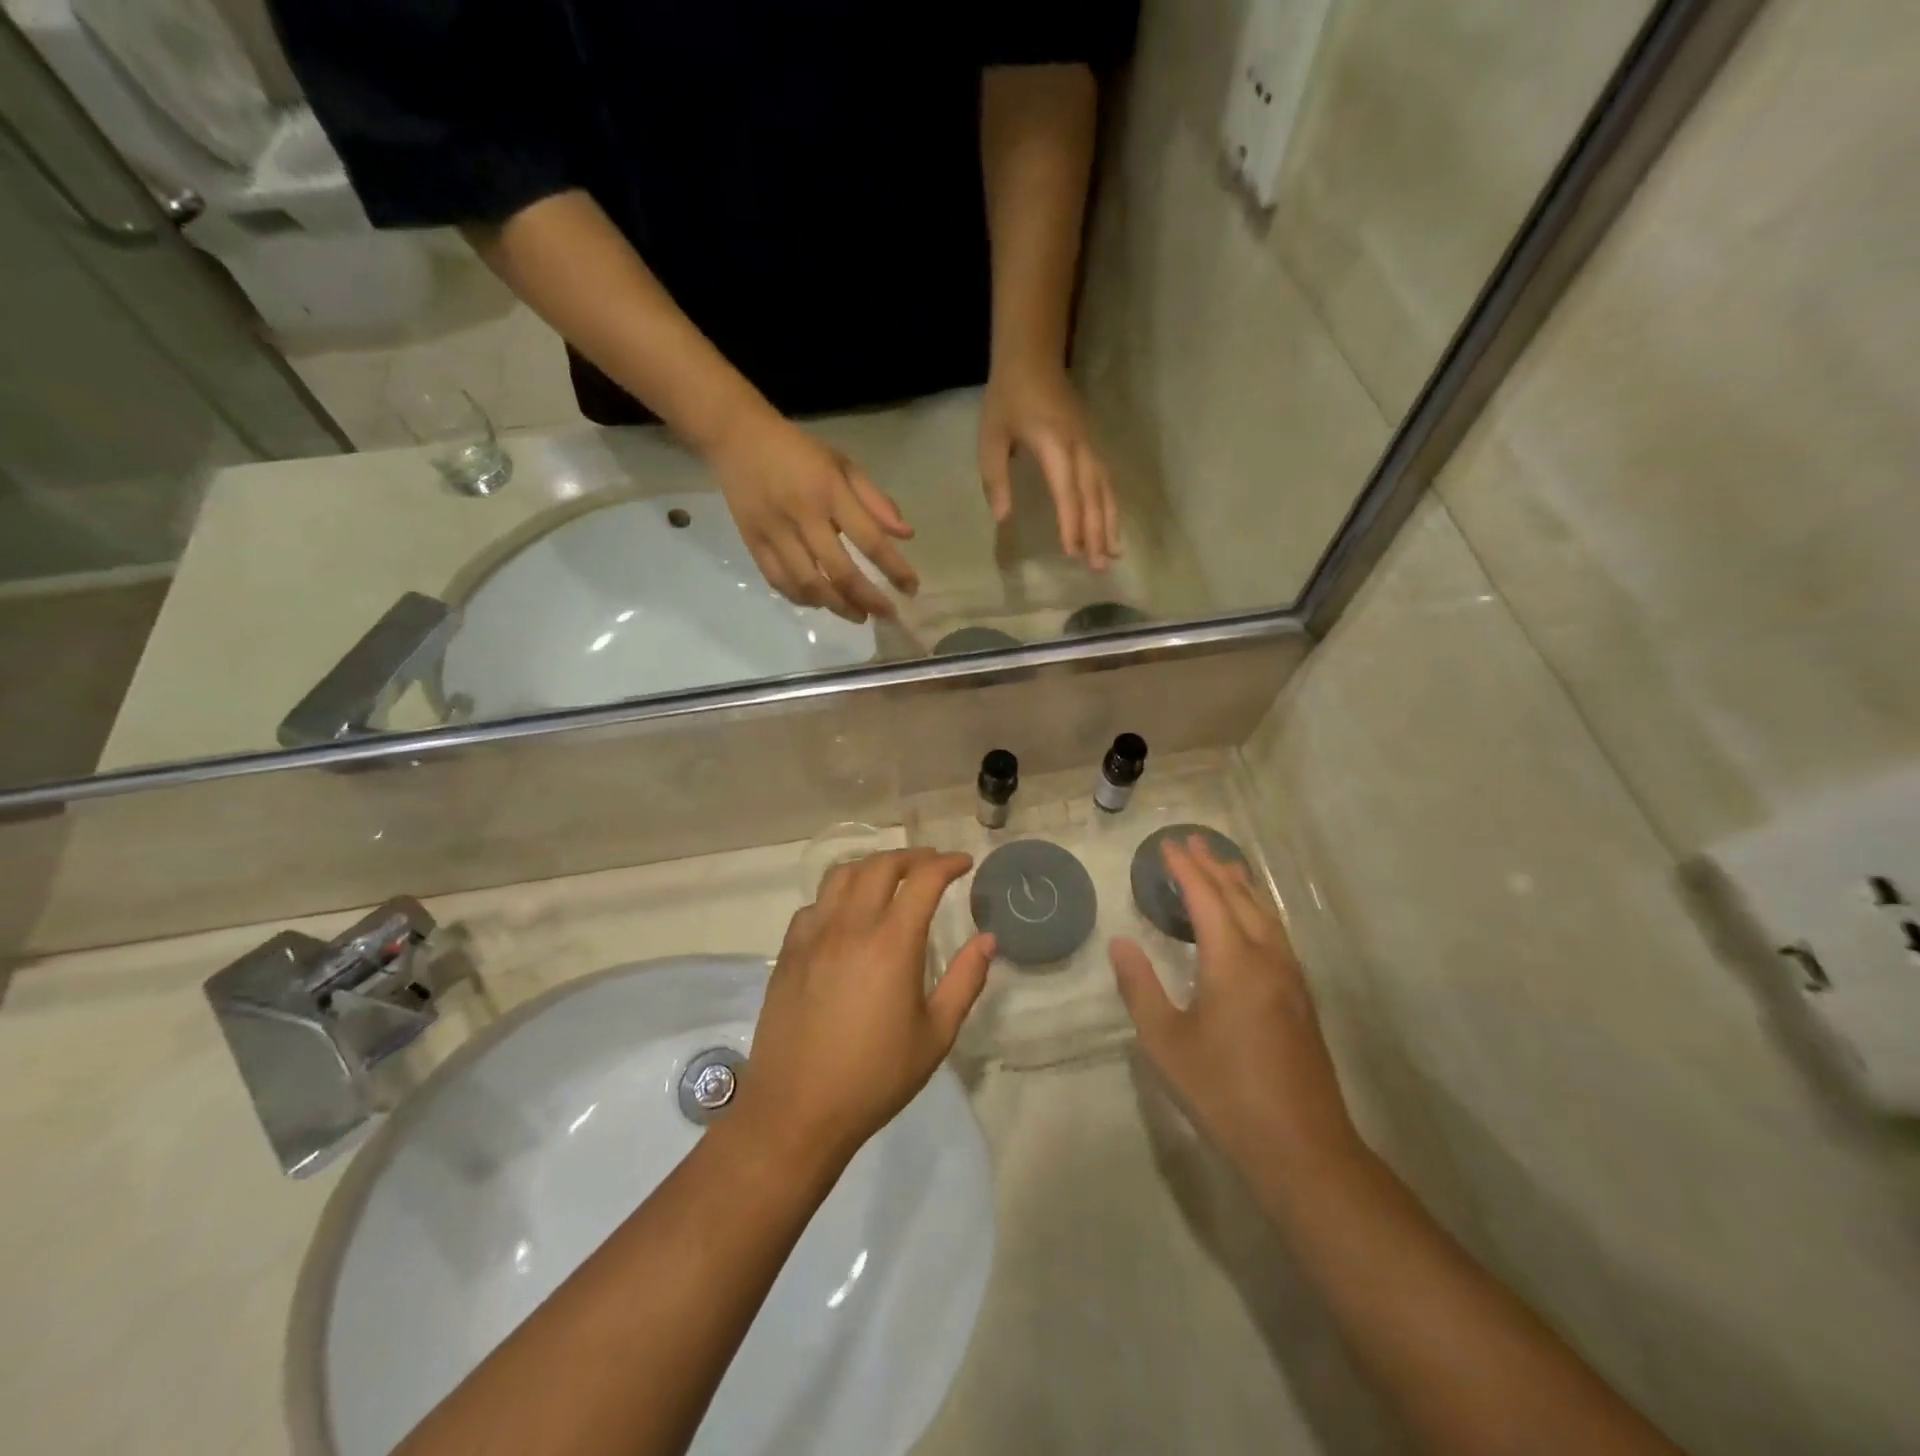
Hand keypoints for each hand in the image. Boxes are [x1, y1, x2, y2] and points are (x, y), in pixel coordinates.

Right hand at [707, 407, 918, 621]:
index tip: (911, 589)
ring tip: (857, 616)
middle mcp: (803, 516)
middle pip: (840, 571)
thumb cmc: (799, 451)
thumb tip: (907, 536)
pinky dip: (803, 598)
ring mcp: (775, 532)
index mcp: (830, 492)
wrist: (738, 437)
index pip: (870, 539)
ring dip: (837, 606)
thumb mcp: (843, 465)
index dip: (894, 569)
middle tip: (886, 614)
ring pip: (809, 583)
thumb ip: (876, 501)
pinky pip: (780, 581)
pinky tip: (821, 602)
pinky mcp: (753, 543)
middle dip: (868, 599)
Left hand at [734, 849, 993, 1165]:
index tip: (964, 864)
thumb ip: (965, 981)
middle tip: (933, 865)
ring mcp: (813, 936)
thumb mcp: (936, 1036)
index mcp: (891, 944)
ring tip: (891, 878)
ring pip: (841, 875)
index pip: (923, 880)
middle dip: (913, 856)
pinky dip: (838, 895)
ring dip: (872, 866)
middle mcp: (850, 927)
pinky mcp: (788, 952)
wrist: (797, 1112)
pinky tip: (847, 916)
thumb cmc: (875, 1078)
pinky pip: (814, 904)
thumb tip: (988, 940)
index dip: (947, 863)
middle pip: (881, 865)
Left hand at [978, 359, 1120, 569]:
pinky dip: (1110, 506)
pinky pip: (1106, 480)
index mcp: (1053, 446)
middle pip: (1093, 496)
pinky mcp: (1091, 444)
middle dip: (1097, 533)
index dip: (1071, 523)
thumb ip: (996, 479)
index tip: (1072, 552)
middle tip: (1099, 567)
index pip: (1067, 492)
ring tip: (1113, 555)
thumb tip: (1003, 518)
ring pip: (1105, 489)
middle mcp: (1078, 448)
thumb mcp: (991, 438)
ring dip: (1110, 523)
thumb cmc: (1007, 399)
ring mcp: (1089, 445)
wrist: (1033, 357)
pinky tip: (1111, 526)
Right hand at [1112, 836, 1358, 1173]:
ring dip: (1241, 885)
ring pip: (1265, 914)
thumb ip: (1140, 987)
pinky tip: (1251, 921)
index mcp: (1233, 961)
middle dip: (1215, 866)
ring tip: (1224, 866)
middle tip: (1193, 841)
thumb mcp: (1166, 1042)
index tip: (1167, 845)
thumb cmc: (1224, 1092)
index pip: (1207, 898)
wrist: (1301, 1147)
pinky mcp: (1301, 999)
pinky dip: (1257, 910)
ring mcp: (1290, 978)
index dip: (1185, 869)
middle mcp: (1267, 958)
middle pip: (1240, 898)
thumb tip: (1120, 943)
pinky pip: (1276, 934)